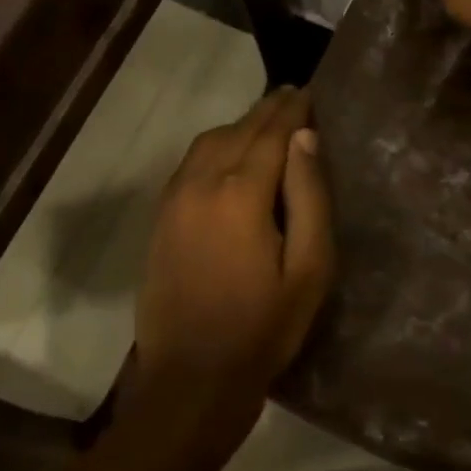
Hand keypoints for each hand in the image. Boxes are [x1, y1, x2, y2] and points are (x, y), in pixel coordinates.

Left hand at [131, 87, 334, 446]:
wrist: (190, 379)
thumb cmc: (263, 329)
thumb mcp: (308, 270)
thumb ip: (309, 198)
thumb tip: (305, 138)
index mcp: (240, 193)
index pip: (270, 133)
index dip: (292, 110)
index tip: (309, 92)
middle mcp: (201, 183)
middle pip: (238, 130)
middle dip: (267, 110)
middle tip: (291, 96)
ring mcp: (174, 198)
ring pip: (209, 141)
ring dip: (239, 125)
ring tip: (266, 121)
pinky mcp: (161, 216)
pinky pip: (190, 162)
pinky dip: (215, 145)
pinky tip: (229, 152)